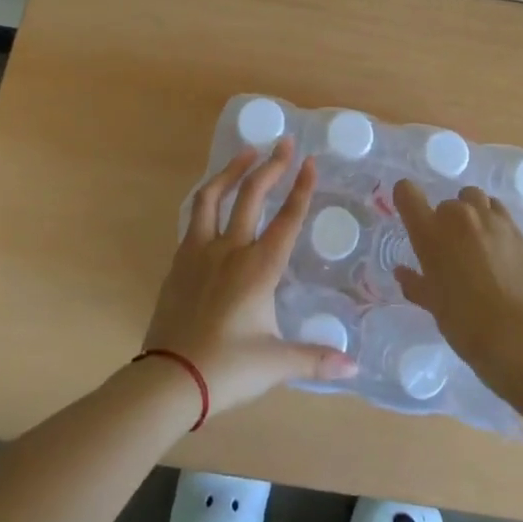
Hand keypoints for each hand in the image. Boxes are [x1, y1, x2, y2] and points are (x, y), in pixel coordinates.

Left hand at [143, 138, 357, 413]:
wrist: (169, 379)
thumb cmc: (227, 369)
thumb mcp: (276, 363)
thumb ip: (315, 359)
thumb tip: (353, 369)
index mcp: (259, 268)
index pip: (287, 219)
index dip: (301, 188)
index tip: (310, 161)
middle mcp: (230, 250)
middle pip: (251, 195)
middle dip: (271, 166)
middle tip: (283, 142)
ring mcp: (199, 252)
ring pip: (212, 197)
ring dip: (231, 171)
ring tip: (246, 153)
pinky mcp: (178, 263)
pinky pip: (194, 219)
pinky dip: (208, 201)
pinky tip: (213, 201)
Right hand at [393, 182, 522, 373]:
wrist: (512, 331)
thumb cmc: (462, 320)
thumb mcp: (431, 303)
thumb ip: (414, 282)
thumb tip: (401, 273)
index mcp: (429, 232)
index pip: (407, 193)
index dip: (405, 197)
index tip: (410, 211)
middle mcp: (457, 215)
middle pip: (445, 203)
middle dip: (445, 221)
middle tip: (451, 248)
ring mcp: (489, 218)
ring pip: (474, 198)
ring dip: (470, 212)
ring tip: (475, 237)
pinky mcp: (514, 228)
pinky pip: (498, 210)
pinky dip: (493, 219)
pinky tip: (497, 243)